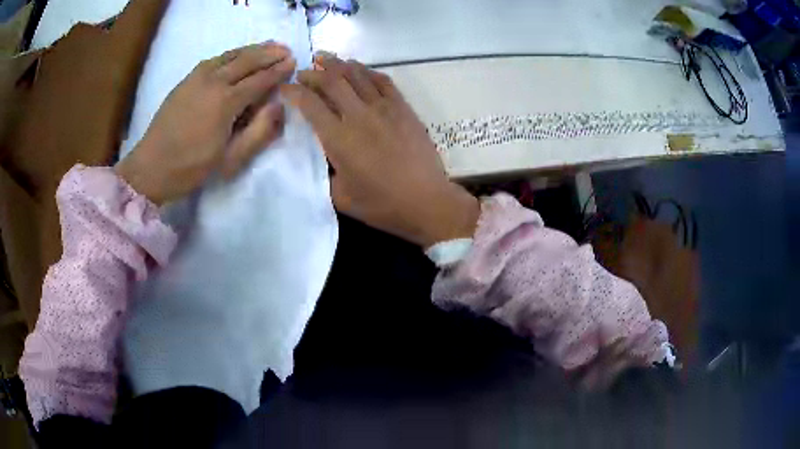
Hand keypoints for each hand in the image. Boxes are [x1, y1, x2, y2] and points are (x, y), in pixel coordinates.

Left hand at [116, 42, 296, 204]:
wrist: (152, 167)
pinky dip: (231, 54)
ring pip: (231, 55)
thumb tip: (278, 105)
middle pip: (247, 60)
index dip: (278, 71)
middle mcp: (214, 81)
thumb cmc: (192, 167)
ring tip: (269, 46)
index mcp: (227, 101)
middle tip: (286, 50)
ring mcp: (197, 77)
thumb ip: (259, 131)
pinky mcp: (186, 80)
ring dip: (252, 49)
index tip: (294, 63)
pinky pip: (214, 59)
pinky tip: (237, 55)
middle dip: (269, 54)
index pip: (260, 79)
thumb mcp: (230, 159)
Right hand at [281, 54, 478, 247]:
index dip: (293, 91)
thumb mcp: (341, 197)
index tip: (284, 87)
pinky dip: (367, 71)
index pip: (310, 104)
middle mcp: (358, 115)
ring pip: (357, 75)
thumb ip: (325, 172)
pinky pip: (383, 80)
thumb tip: (321, 153)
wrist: (426, 201)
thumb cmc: (382, 205)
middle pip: (331, 81)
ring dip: (338, 63)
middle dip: (313, 72)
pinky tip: (359, 69)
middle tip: (303, 70)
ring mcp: (384, 108)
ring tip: (325, 57)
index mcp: (338, 138)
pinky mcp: (403, 108)